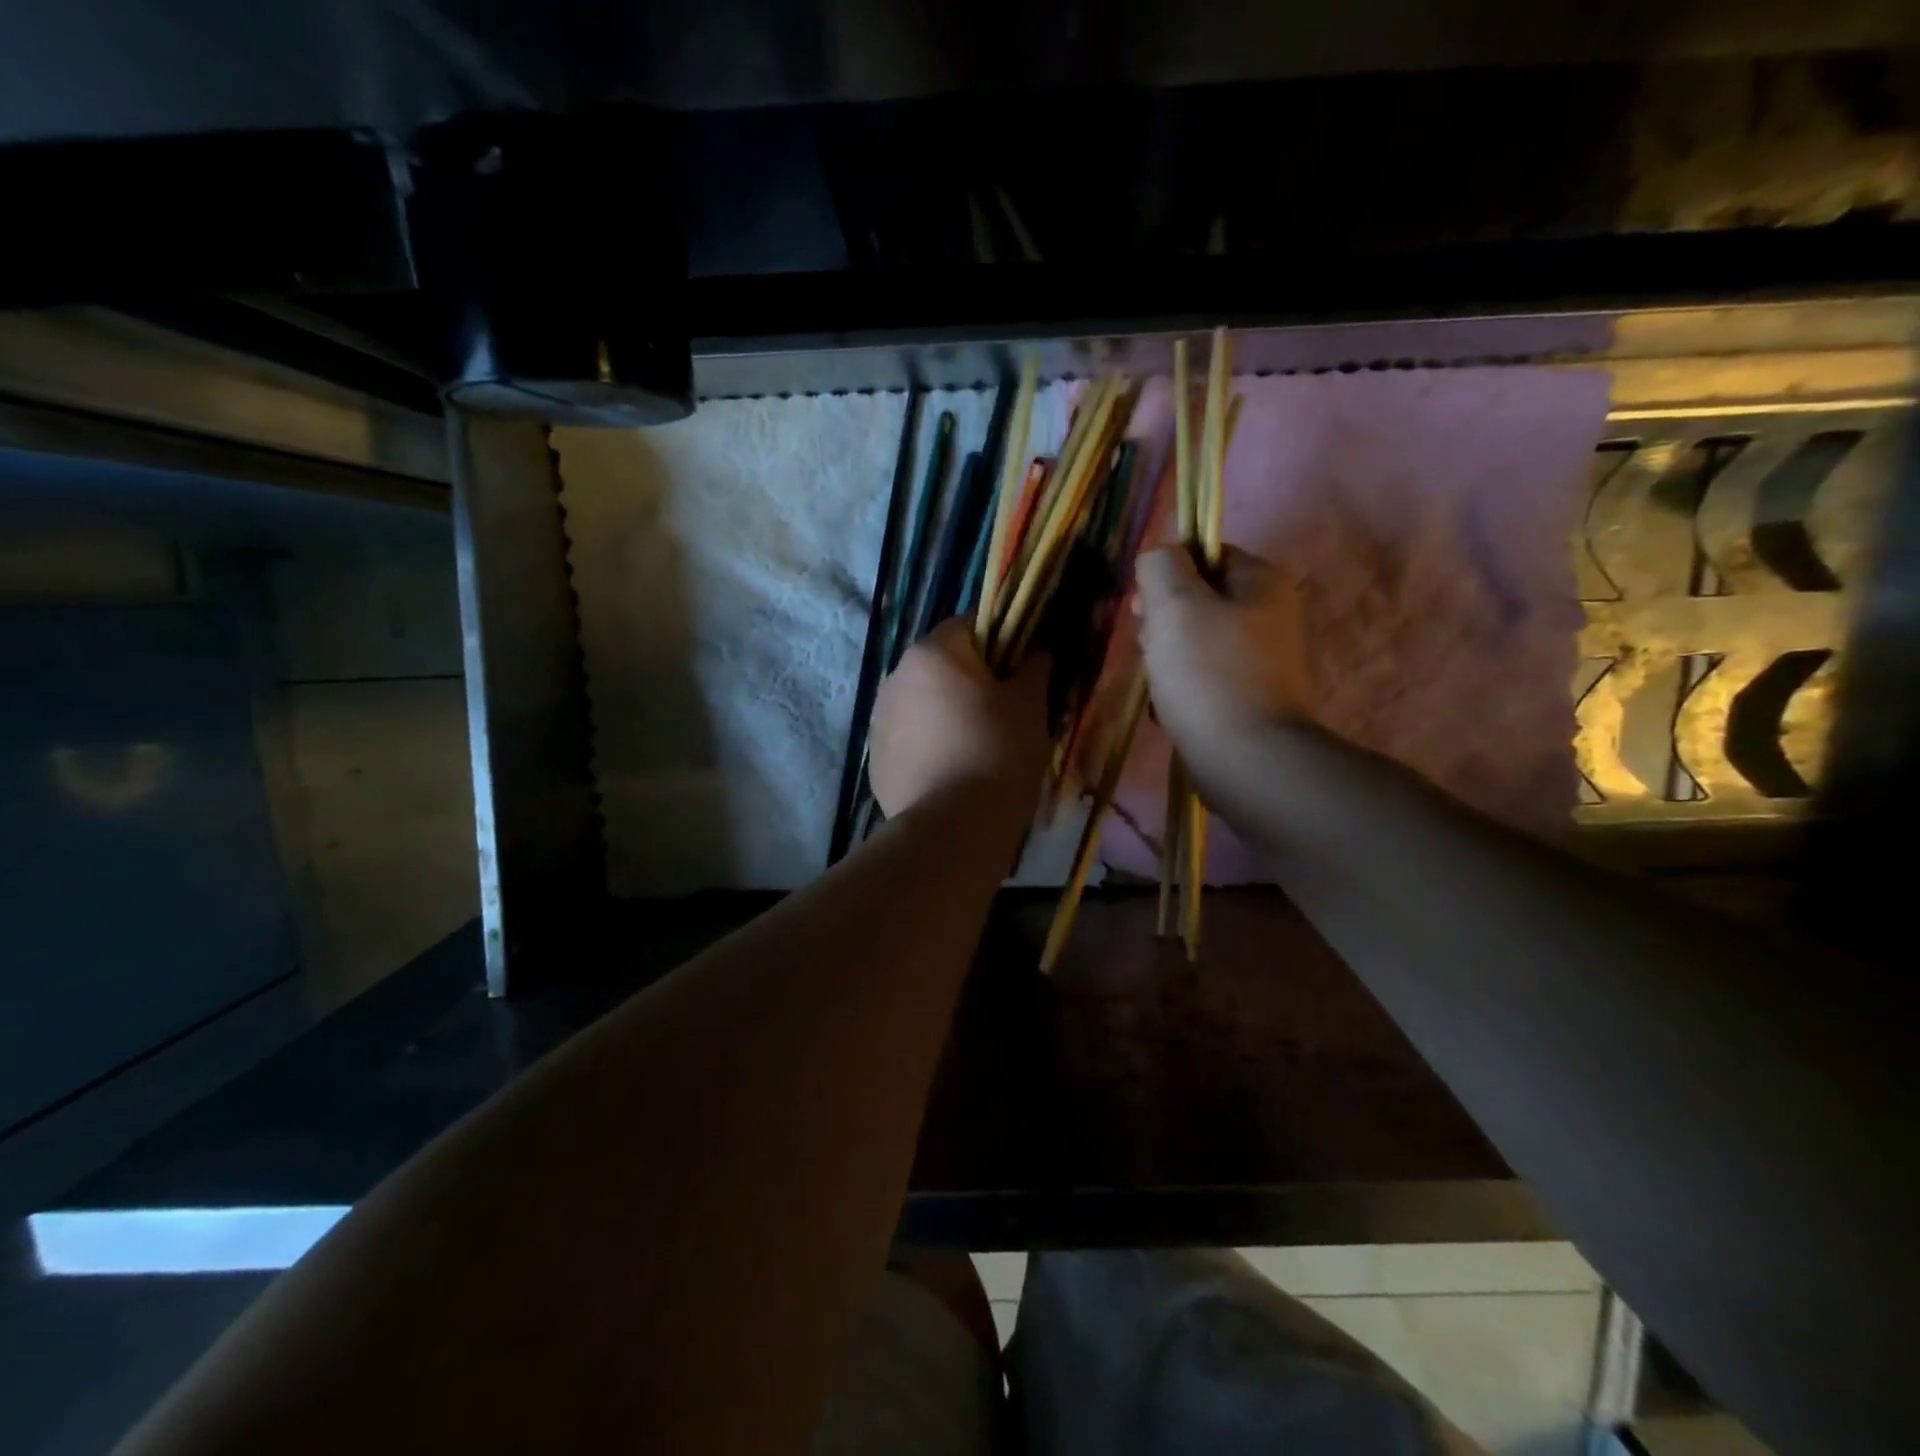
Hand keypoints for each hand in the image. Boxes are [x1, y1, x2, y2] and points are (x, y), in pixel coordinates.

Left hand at [869, 620, 1050, 817]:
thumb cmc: (998, 754)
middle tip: (1006, 713)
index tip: (1023, 670)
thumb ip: (1034, 668)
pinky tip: (953, 773)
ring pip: (924, 704)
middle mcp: (895, 677)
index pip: (970, 625)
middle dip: (973, 681)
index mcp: (932, 653)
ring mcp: (880, 721)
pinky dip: (931, 747)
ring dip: (948, 714)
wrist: (953, 829)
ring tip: (979, 748)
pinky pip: (911, 740)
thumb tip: (1037, 653)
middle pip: (943, 666)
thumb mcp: (1030, 707)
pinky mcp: (876, 760)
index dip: (1003, 641)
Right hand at [1134, 545, 1310, 759]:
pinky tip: (1170, 704)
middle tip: (1151, 647)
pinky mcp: (1250, 694)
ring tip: (1159, 681)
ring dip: (1166, 654)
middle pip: (1197, 598)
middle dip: (1163, 620)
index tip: (1142, 608)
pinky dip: (1182, 684)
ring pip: (1195, 638)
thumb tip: (1158, 558)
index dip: (1165, 575)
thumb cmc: (1208, 674)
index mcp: (1262, 580)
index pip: (1203, 554)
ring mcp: (1262, 657)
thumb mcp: (1174, 604)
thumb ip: (1161, 565)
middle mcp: (1271, 612)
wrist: (1246, 758)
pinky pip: (1204, 674)